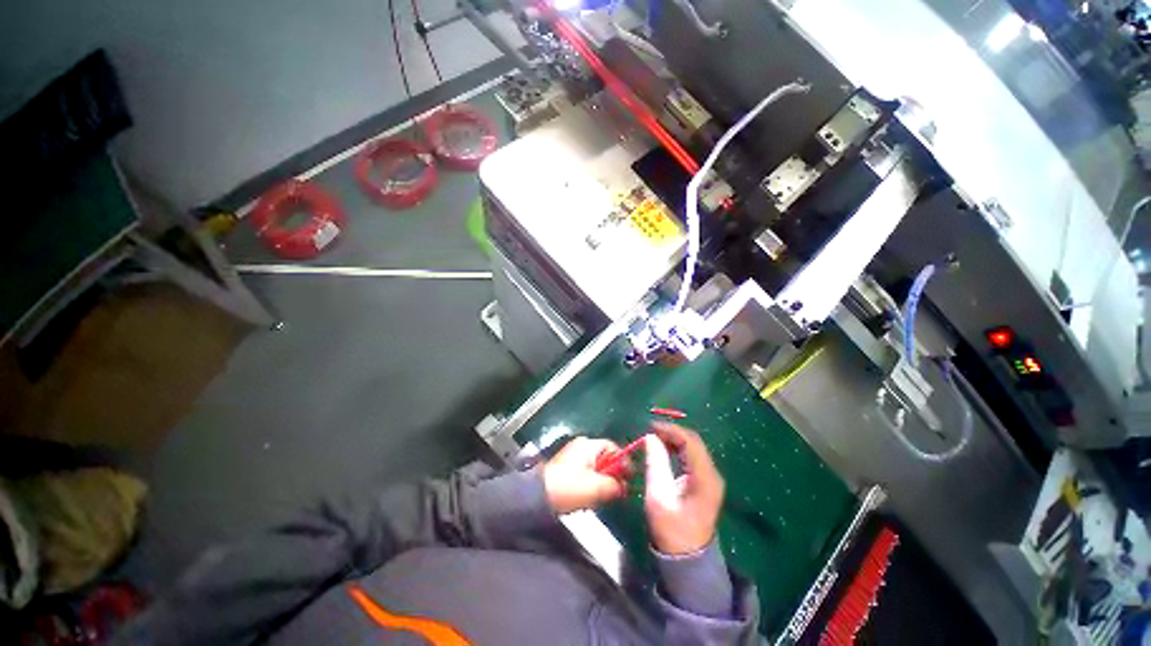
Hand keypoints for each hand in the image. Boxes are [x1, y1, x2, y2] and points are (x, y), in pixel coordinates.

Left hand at [543, 437, 628, 513]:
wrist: (538, 496)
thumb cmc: (570, 487)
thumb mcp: (597, 487)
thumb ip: (615, 485)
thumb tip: (624, 486)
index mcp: (589, 444)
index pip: (614, 448)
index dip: (624, 463)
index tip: (629, 480)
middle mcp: (581, 446)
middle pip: (605, 458)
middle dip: (611, 475)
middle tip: (614, 491)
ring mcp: (573, 456)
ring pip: (596, 468)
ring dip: (601, 482)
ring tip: (599, 497)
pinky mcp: (566, 468)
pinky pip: (586, 473)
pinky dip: (590, 485)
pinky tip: (587, 498)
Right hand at [644, 422, 724, 554]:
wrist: (687, 560)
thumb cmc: (671, 530)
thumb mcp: (658, 496)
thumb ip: (656, 463)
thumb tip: (651, 437)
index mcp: (705, 477)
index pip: (690, 442)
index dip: (670, 430)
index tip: (650, 426)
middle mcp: (712, 474)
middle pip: (693, 442)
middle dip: (672, 432)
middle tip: (650, 431)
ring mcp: (710, 478)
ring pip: (693, 448)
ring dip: (674, 440)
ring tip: (654, 438)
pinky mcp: (705, 482)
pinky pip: (692, 457)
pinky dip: (677, 449)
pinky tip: (664, 449)